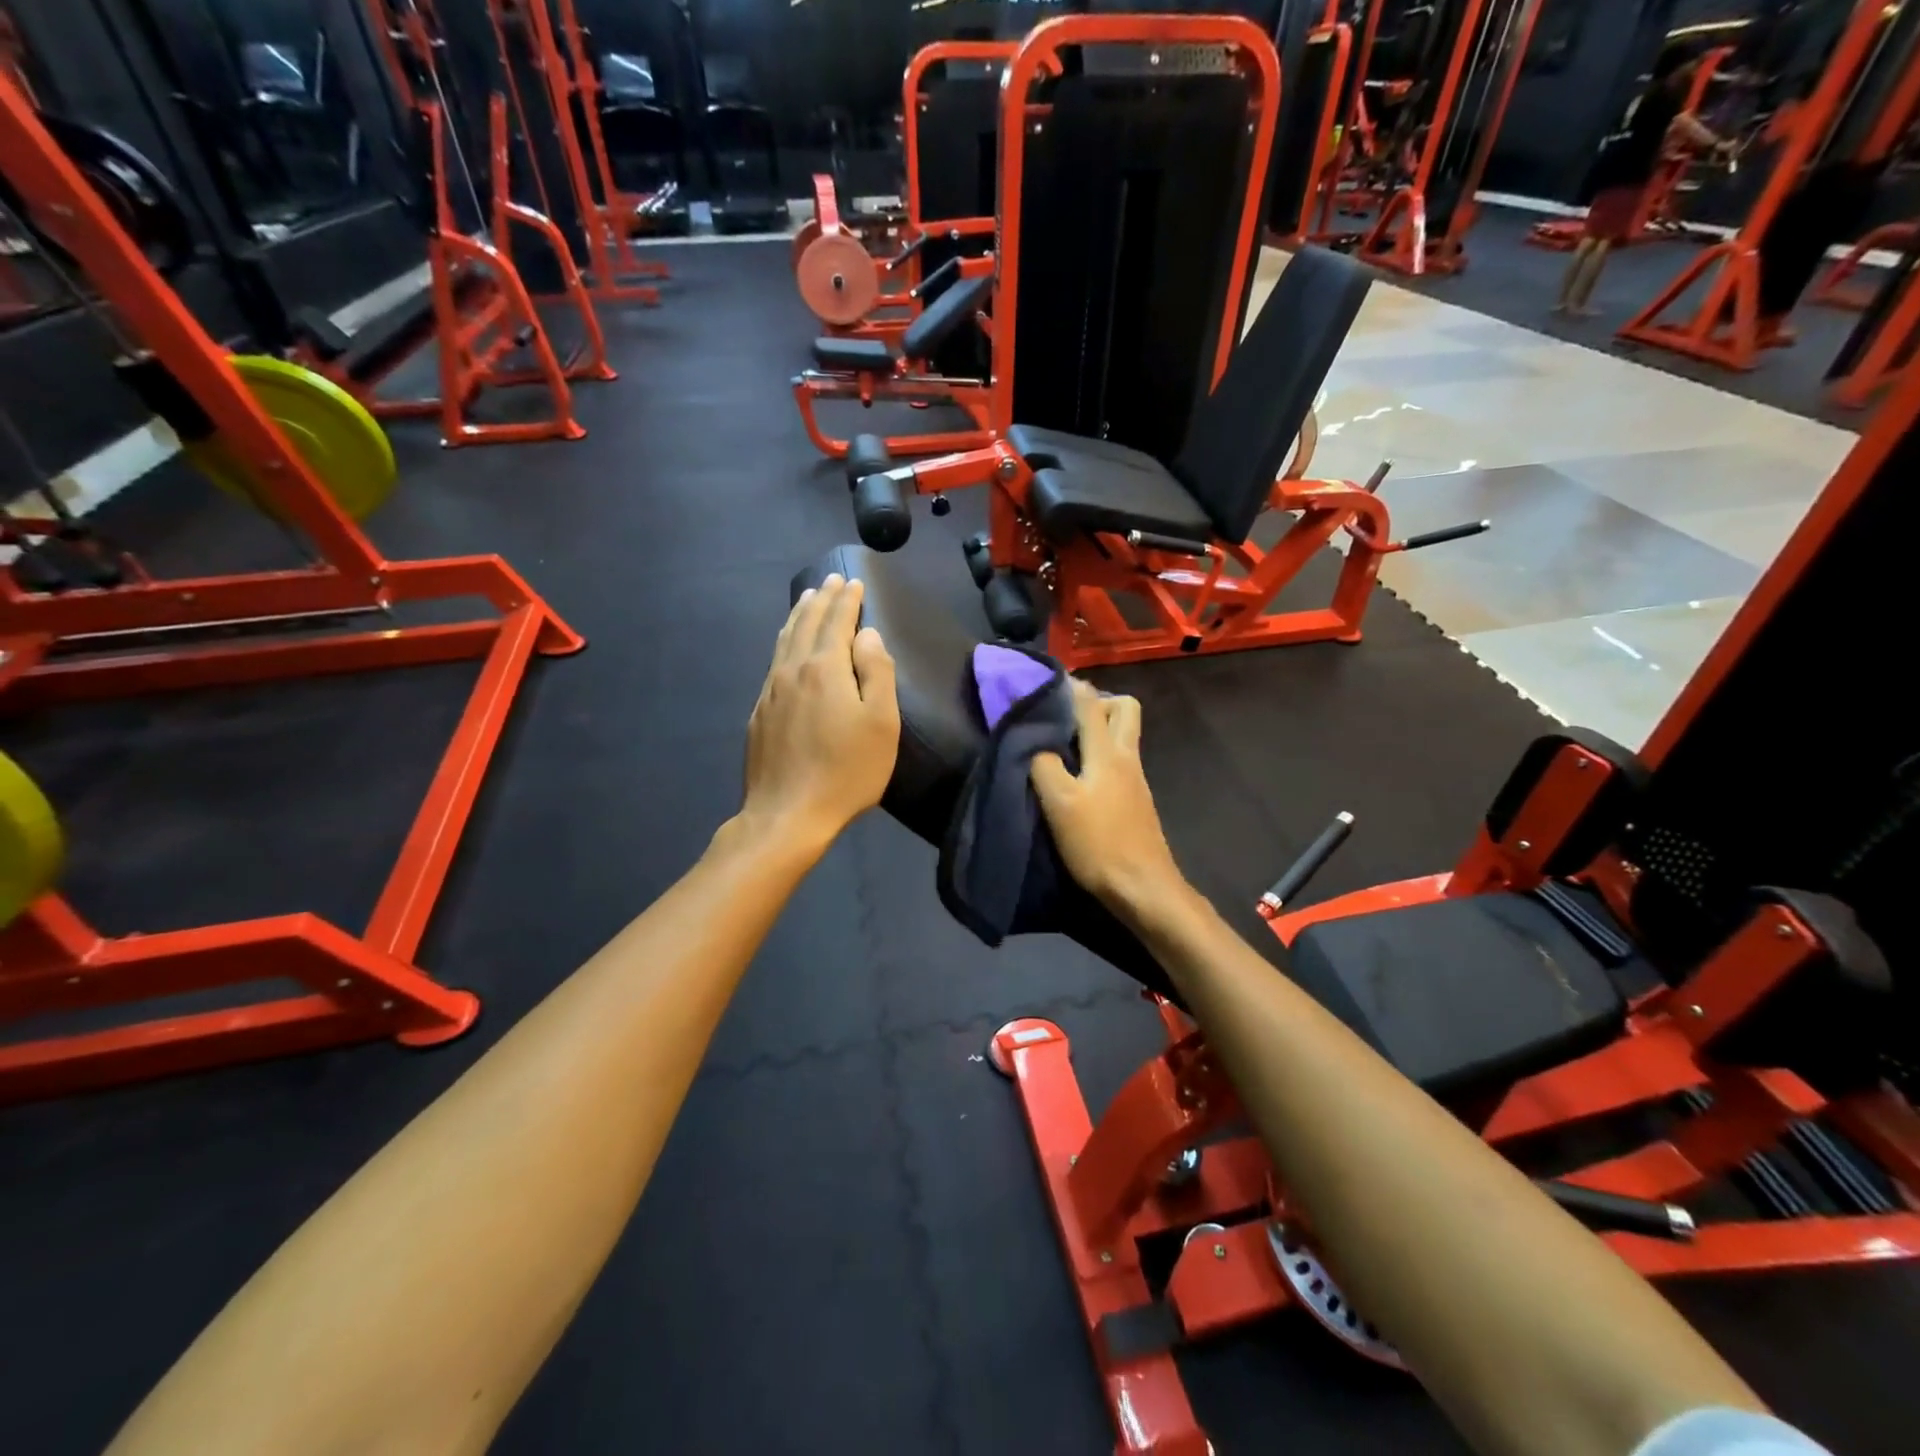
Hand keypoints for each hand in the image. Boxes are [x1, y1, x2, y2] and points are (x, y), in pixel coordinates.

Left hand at [740, 575, 898, 852]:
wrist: (787, 814)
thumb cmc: (845, 771)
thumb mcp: (880, 724)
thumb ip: (876, 672)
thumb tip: (867, 635)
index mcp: (824, 669)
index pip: (837, 622)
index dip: (847, 600)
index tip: (854, 582)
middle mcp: (792, 671)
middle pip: (806, 624)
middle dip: (821, 600)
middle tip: (831, 580)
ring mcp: (770, 692)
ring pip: (784, 641)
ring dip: (798, 616)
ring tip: (807, 600)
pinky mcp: (759, 714)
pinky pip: (773, 662)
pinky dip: (783, 642)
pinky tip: (785, 646)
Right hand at [1030, 682, 1186, 917]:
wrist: (1142, 887)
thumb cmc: (1099, 843)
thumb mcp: (1059, 803)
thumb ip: (1044, 765)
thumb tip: (1034, 742)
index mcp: (1109, 752)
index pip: (1091, 703)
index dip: (1070, 686)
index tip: (1045, 681)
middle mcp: (1128, 757)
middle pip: (1124, 709)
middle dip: (1096, 702)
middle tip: (1065, 717)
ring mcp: (1136, 779)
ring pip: (1124, 735)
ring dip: (1099, 729)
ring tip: (1064, 745)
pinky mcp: (1136, 800)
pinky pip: (1120, 760)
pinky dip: (1101, 755)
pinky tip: (1080, 776)